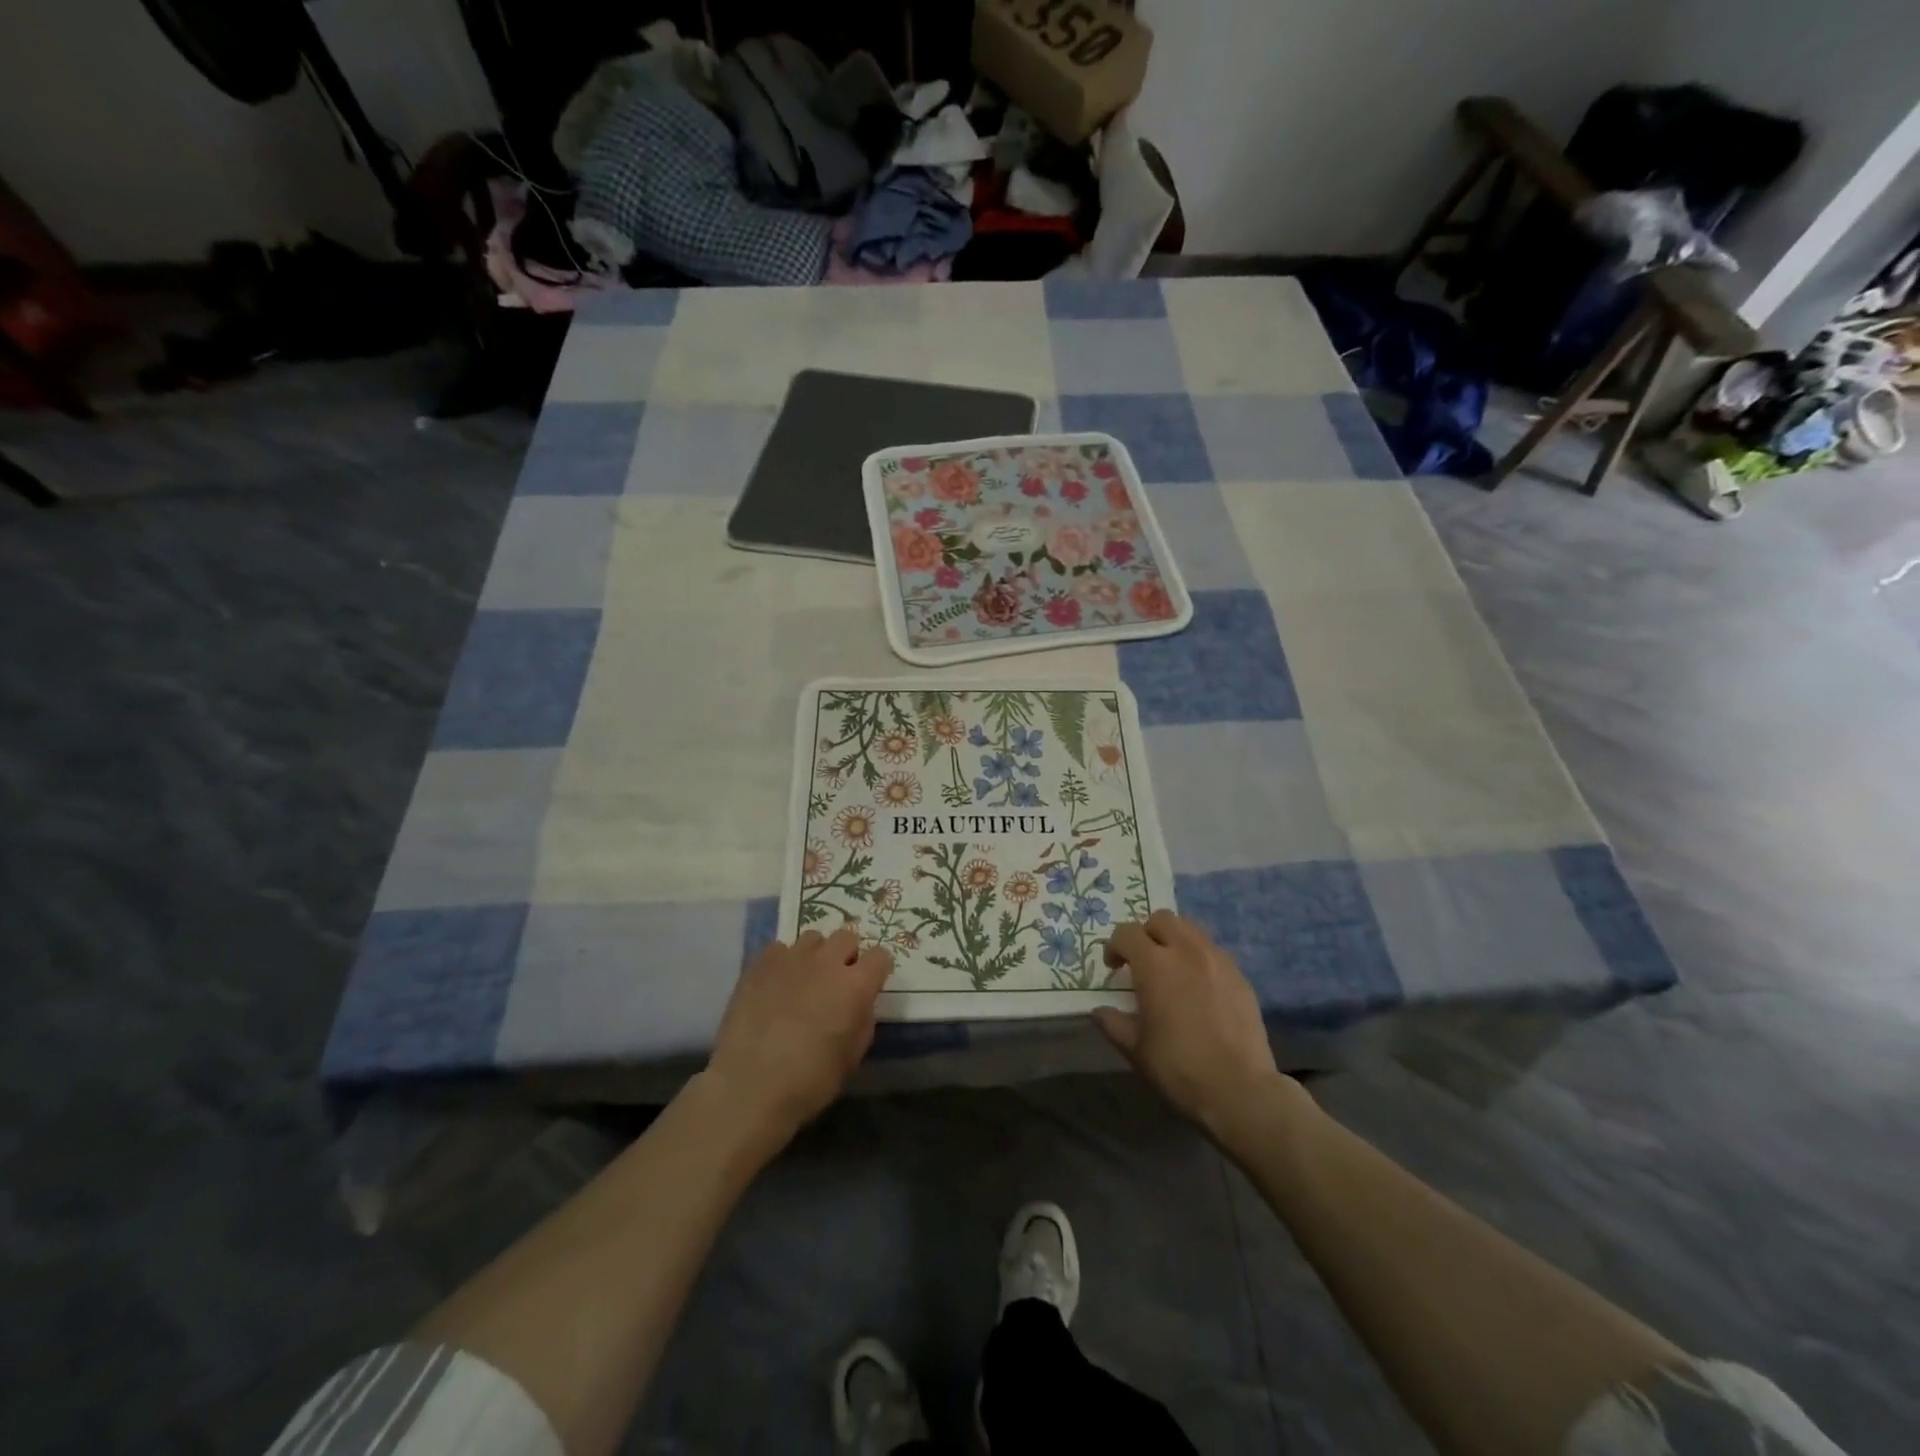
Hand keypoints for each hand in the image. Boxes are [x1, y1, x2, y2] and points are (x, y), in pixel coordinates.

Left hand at [704, 929, 892, 1143]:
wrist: (750, 1085)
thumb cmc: (810, 1081)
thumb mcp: (852, 1056)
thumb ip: (862, 1019)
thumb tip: (860, 1002)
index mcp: (855, 985)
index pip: (880, 956)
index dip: (878, 969)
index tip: (871, 983)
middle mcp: (827, 962)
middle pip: (847, 936)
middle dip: (847, 954)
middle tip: (837, 980)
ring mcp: (792, 958)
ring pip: (813, 938)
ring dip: (816, 954)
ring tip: (805, 978)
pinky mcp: (760, 963)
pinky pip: (779, 949)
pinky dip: (783, 962)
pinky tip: (776, 985)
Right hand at [1093, 911, 1291, 1136]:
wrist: (1239, 1089)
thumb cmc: (1178, 1067)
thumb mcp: (1134, 1048)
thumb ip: (1112, 1022)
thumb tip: (1100, 1011)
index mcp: (1155, 964)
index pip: (1126, 933)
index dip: (1114, 947)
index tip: (1114, 968)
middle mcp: (1187, 951)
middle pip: (1161, 919)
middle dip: (1146, 933)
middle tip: (1142, 961)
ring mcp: (1218, 960)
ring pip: (1191, 929)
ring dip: (1175, 940)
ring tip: (1172, 968)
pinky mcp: (1240, 976)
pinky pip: (1213, 952)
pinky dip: (1199, 958)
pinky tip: (1199, 988)